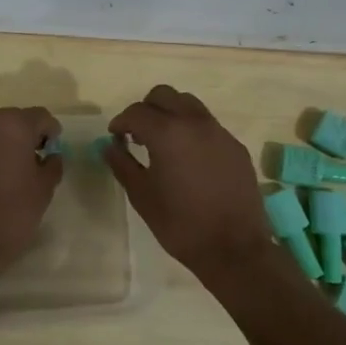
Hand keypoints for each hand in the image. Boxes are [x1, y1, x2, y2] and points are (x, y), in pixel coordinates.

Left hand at [0, 107, 62, 273]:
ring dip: (1, 144)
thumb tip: (50, 156)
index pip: (40, 116)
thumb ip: (52, 164)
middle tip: (32, 161)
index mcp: (13, 124)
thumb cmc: (11, 212)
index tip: (52, 151)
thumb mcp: (44, 189)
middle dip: (24, 136)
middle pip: (12, 120)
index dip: (50, 132)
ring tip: (8, 171)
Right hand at [103, 86, 273, 280]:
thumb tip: (109, 146)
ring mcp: (219, 132)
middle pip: (164, 95)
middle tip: (137, 135)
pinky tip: (189, 159)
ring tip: (164, 143)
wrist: (234, 248)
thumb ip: (122, 164)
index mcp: (168, 133)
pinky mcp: (236, 146)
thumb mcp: (142, 196)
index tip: (115, 137)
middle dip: (146, 109)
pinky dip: (192, 131)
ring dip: (171, 114)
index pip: (136, 112)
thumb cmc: (180, 224)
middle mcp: (195, 122)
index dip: (120, 122)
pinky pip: (208, 125)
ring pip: (189, 105)